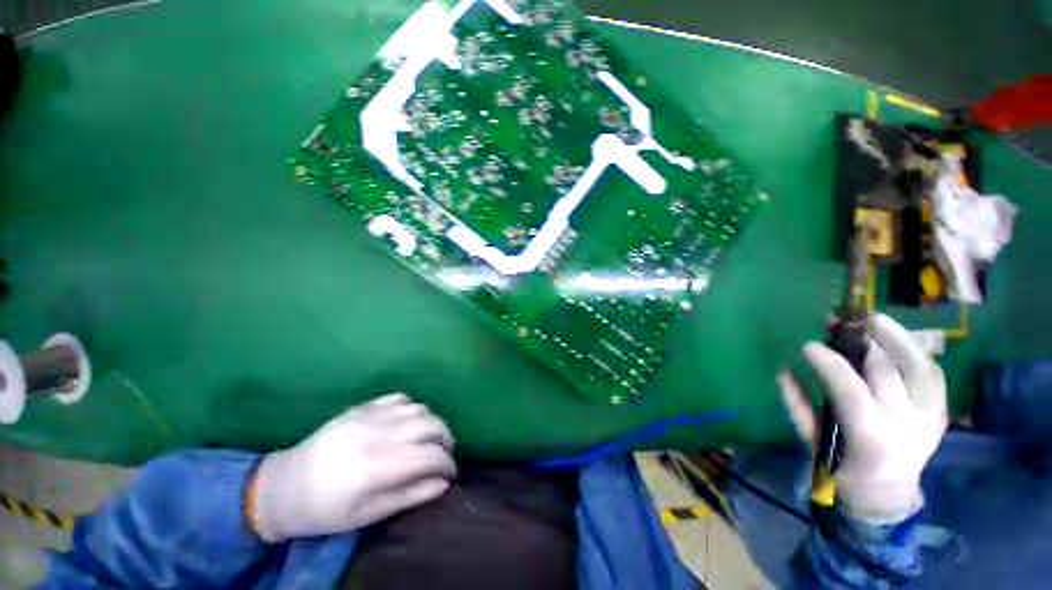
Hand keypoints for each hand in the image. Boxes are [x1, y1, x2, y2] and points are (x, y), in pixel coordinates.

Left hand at [248, 393, 455, 541]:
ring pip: (419, 408)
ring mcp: (371, 415)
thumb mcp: (367, 515)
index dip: (448, 464)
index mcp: (379, 465)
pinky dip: (412, 407)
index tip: (451, 474)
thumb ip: (410, 496)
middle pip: (431, 424)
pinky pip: (399, 397)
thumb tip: (443, 484)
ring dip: (432, 422)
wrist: (283, 487)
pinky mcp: (363, 407)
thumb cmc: (325, 510)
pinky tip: (409, 421)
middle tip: (444, 453)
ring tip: (429, 438)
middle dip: (446, 438)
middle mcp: (380, 433)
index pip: (430, 456)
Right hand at [779, 314, 947, 523]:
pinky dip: (916, 353)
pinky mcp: (941, 412)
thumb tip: (784, 370)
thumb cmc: (843, 468)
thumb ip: (798, 406)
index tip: (809, 344)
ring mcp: (931, 418)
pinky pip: (934, 374)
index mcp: (871, 439)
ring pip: (922, 369)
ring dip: (899, 339)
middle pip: (891, 374)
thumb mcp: (813, 442)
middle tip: (841, 323)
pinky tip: (897, 340)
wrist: (889, 493)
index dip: (831, 364)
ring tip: (875, 319)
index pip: (852, 392)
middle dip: (864, 343)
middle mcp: (907, 426)